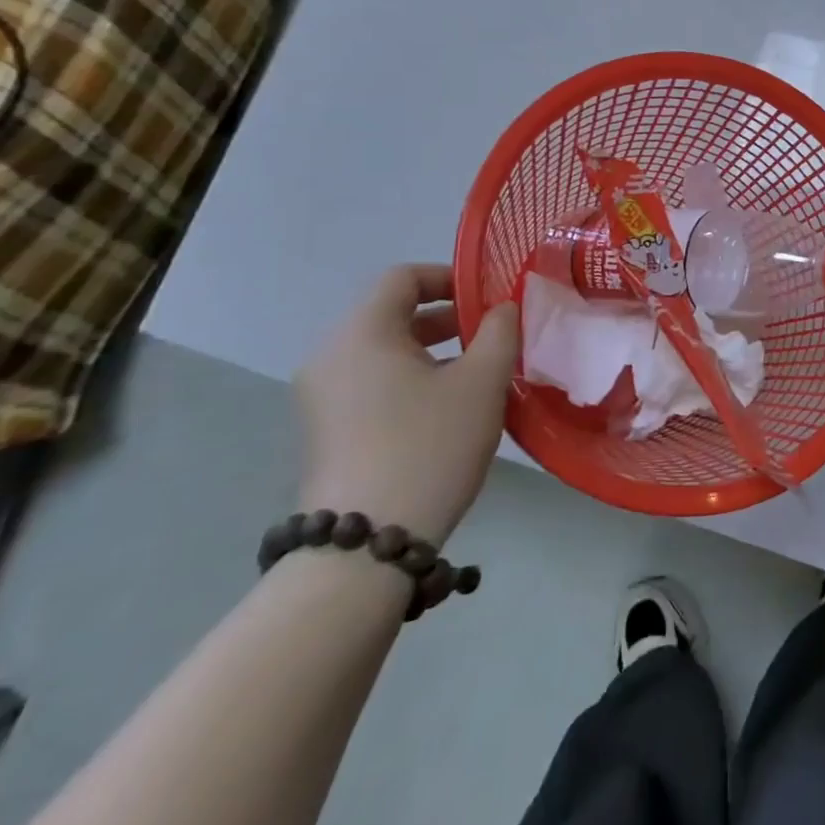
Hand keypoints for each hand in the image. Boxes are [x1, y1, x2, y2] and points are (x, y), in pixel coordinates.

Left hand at [294, 264, 518, 544]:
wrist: (365, 548)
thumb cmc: (428, 446)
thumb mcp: (481, 381)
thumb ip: (500, 331)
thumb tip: (502, 308)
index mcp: (362, 333)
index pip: (403, 277)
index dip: (450, 276)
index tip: (489, 297)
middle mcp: (331, 356)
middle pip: (392, 313)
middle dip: (448, 317)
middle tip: (493, 334)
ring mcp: (322, 398)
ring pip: (385, 351)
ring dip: (433, 350)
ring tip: (479, 372)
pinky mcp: (326, 432)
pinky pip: (373, 383)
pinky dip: (411, 379)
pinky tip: (448, 408)